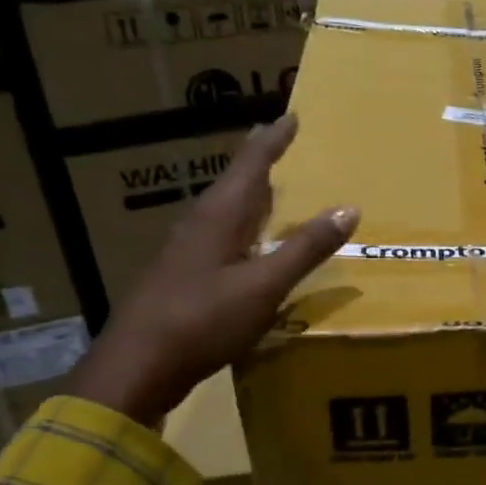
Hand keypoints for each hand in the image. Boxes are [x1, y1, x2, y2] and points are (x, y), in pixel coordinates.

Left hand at [66, 115, 356, 424]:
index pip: (250, 164)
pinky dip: (244, 229)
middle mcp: (200, 224)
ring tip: (273, 192)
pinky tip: (250, 246)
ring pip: (225, 211)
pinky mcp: (182, 278)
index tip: (292, 117)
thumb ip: (305, 248)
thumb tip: (349, 208)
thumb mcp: (264, 285)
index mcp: (218, 216)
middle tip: (284, 148)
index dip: (273, 140)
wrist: (136, 368)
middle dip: (260, 165)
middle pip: (234, 183)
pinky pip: (221, 237)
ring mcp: (186, 252)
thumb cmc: (203, 319)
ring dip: (250, 198)